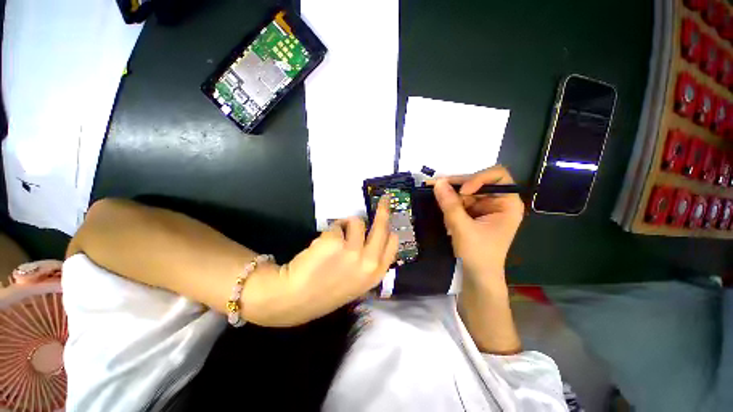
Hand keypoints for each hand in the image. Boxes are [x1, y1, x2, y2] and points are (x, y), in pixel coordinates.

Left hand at [242, 198, 397, 326]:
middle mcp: (369, 262)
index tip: (388, 219)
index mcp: (376, 273)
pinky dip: (332, 230)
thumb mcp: (358, 281)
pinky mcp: (335, 241)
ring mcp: (352, 251)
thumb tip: (374, 235)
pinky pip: (337, 224)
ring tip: (336, 237)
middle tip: (384, 199)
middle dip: (384, 210)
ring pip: (357, 222)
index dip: (390, 228)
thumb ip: (370, 261)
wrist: (296, 298)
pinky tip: (323, 244)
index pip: (393, 242)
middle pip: (382, 226)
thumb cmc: (327, 289)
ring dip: (347, 225)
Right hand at [432, 166, 523, 285]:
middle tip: (435, 185)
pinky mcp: (474, 213)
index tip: (462, 191)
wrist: (477, 276)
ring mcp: (485, 207)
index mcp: (507, 204)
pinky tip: (442, 208)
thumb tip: (437, 182)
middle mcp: (498, 202)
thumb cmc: (478, 254)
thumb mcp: (462, 228)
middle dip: (457, 185)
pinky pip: (460, 201)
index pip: (497, 176)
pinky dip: (450, 203)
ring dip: (451, 195)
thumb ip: (450, 204)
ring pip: (466, 191)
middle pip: (478, 181)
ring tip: (436, 198)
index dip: (479, 177)